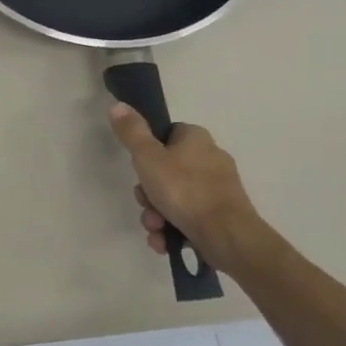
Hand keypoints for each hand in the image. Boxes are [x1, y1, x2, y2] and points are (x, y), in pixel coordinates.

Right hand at [108, 106, 274, 277]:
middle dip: (148, 193)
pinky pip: (187, 216)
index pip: (166, 135)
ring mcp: (217, 189)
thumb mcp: (148, 158)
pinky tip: (164, 240)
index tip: (139, 169)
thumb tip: (118, 105)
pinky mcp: (221, 214)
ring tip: (155, 228)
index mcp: (197, 139)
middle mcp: (210, 159)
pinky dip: (172, 228)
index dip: (147, 152)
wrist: (226, 236)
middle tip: (145, 203)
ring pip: (174, 197)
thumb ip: (132, 132)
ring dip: (156, 215)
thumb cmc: (184, 190)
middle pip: (165, 170)